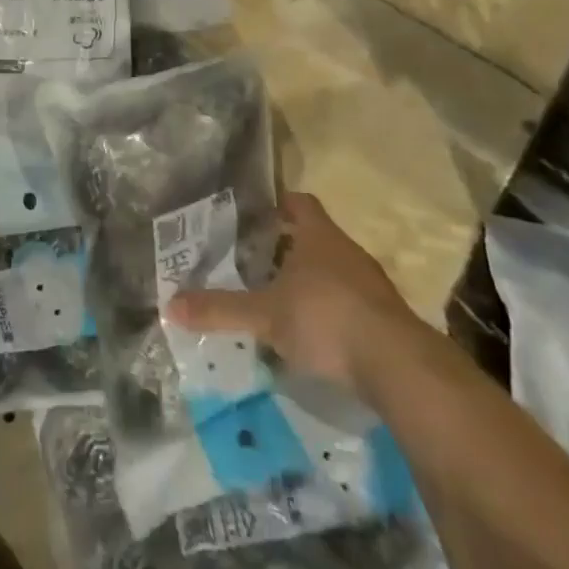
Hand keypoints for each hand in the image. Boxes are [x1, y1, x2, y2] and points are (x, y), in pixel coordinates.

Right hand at [166, 191, 425, 392]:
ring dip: (307, 280)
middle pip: (313, 237)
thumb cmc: (326, 319)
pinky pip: (348, 302)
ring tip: (274, 297)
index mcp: (318, 236)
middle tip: (251, 259)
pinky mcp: (384, 318)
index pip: (299, 202)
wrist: (399, 366)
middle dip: (285, 247)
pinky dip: (327, 311)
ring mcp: (370, 285)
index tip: (254, 215)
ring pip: (331, 270)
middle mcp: (346, 251)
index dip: (277, 204)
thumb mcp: (264, 315)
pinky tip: (309, 333)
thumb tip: (169, 305)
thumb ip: (219, 309)